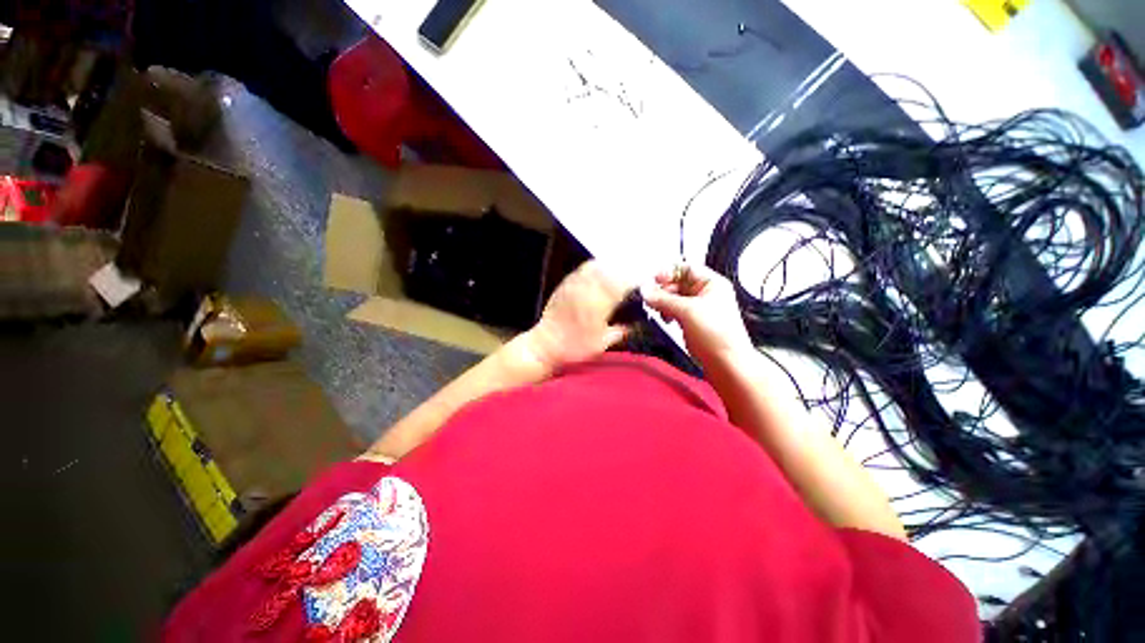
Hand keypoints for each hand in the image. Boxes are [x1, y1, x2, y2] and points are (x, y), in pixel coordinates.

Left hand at [524, 260, 632, 369]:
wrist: (546, 345)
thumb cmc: (575, 347)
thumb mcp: (602, 344)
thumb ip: (619, 332)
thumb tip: (633, 327)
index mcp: (599, 303)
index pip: (622, 284)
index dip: (634, 281)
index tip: (641, 283)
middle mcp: (587, 289)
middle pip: (610, 270)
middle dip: (623, 271)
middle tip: (631, 276)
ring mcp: (574, 285)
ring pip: (595, 267)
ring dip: (608, 267)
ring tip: (616, 272)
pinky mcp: (564, 285)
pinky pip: (581, 270)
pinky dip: (593, 269)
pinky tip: (598, 273)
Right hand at [641, 264, 753, 367]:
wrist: (727, 364)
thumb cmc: (715, 333)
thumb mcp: (687, 311)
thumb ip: (663, 299)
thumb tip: (644, 289)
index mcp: (712, 283)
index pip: (686, 268)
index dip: (669, 272)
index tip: (653, 280)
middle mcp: (706, 293)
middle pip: (679, 283)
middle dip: (663, 289)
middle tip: (650, 298)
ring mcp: (700, 309)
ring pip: (676, 298)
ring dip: (664, 302)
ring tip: (656, 309)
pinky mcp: (694, 323)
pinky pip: (677, 311)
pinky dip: (668, 313)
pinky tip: (664, 319)